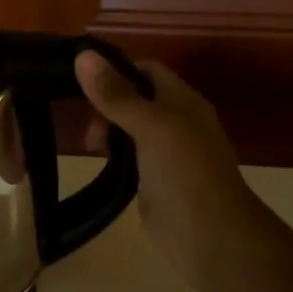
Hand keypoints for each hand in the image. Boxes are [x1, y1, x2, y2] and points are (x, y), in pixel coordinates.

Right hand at [74, 53, 253, 282]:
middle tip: (87, 127)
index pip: (146, 70)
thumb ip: (117, 94)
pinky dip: (111, 155)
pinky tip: (98, 163)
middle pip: (134, 98)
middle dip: (106, 105)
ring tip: (89, 146)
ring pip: (128, 128)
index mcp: (183, 101)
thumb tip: (82, 55)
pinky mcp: (154, 180)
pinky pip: (128, 156)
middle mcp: (176, 121)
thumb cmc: (185, 173)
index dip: (116, 72)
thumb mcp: (150, 126)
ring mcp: (166, 152)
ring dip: (106, 130)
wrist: (209, 236)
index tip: (82, 84)